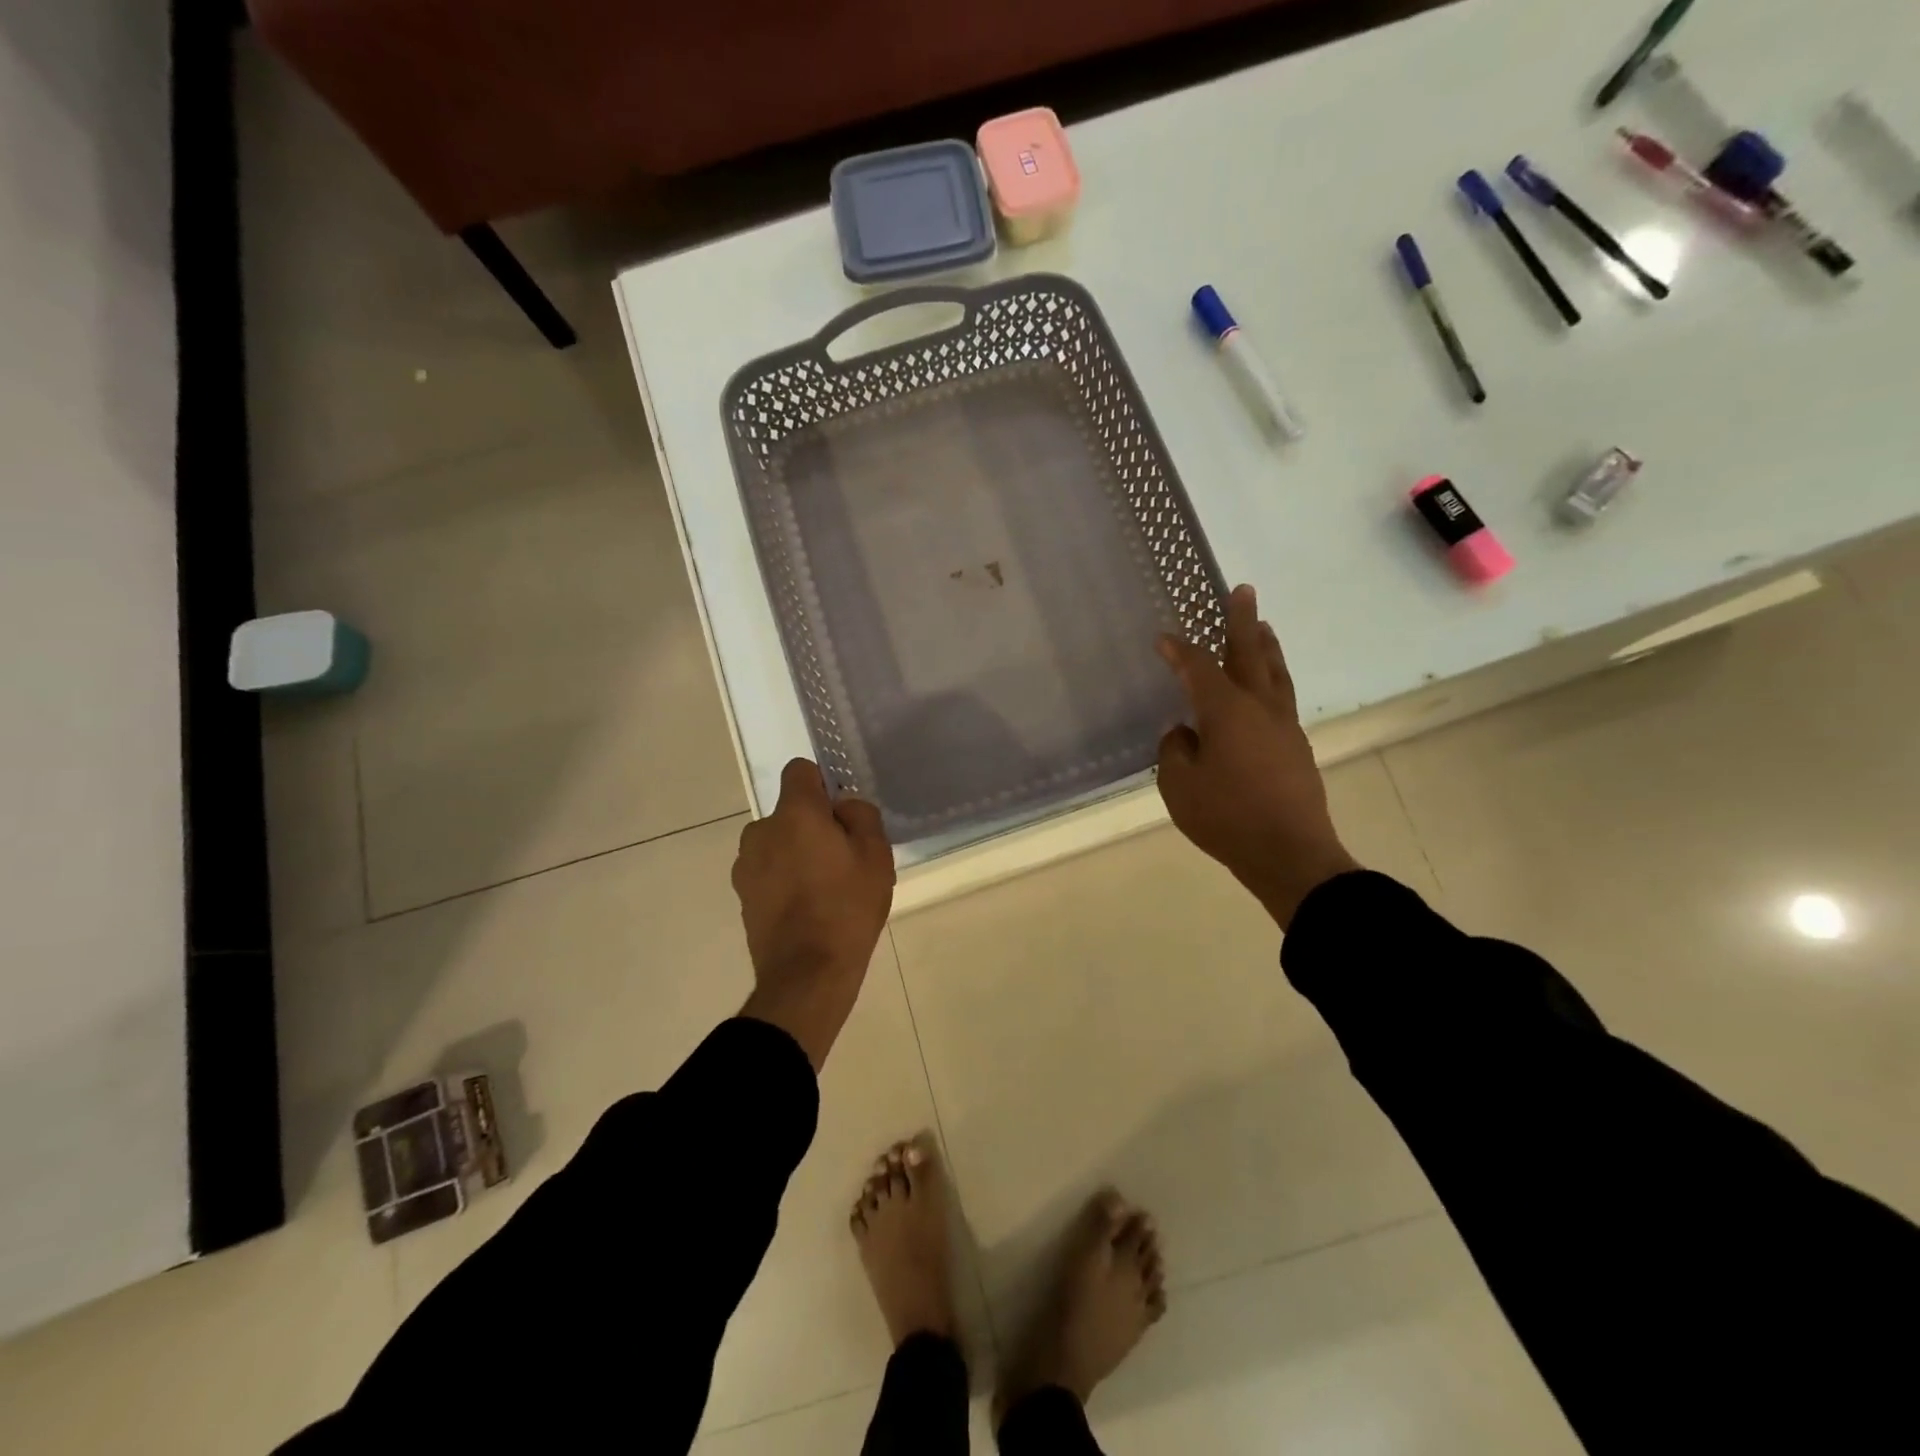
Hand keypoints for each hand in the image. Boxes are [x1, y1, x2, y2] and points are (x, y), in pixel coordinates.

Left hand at [733, 758, 895, 1069]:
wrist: (807, 974)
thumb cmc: (847, 908)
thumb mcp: (876, 856)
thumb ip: (861, 815)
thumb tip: (843, 805)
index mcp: (794, 813)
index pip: (800, 771)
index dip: (823, 784)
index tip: (841, 812)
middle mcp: (761, 830)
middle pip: (790, 811)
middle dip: (812, 824)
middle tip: (842, 857)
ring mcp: (746, 864)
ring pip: (777, 842)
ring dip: (795, 852)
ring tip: (823, 888)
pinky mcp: (742, 895)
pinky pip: (768, 871)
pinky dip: (783, 878)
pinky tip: (805, 908)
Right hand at [1156, 584, 1358, 929]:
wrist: (1290, 853)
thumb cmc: (1227, 817)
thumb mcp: (1179, 786)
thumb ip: (1175, 752)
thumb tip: (1184, 733)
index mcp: (1226, 710)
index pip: (1197, 668)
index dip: (1178, 651)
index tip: (1163, 638)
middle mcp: (1259, 707)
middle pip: (1250, 653)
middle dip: (1242, 621)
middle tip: (1243, 591)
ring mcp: (1284, 726)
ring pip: (1276, 673)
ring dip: (1267, 647)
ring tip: (1263, 628)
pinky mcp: (1297, 747)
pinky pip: (1283, 698)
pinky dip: (1273, 680)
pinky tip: (1265, 690)